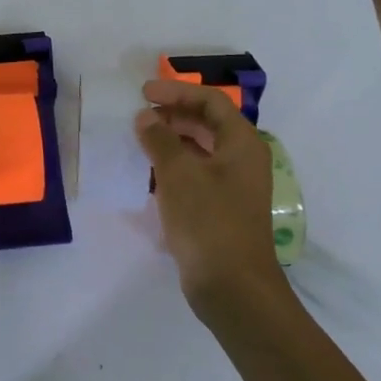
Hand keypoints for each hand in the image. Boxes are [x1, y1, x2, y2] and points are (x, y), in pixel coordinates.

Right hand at [134, 79, 293, 318]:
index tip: (144, 93)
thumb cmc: (209, 220)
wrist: (233, 288)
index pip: (210, 101)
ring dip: (170, 141)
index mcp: (241, 143)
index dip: (177, 92)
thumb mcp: (178, 173)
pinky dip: (173, 167)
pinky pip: (195, 174)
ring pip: (199, 150)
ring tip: (138, 141)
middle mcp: (241, 159)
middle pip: (206, 123)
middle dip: (172, 115)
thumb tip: (145, 117)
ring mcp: (233, 186)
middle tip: (139, 116)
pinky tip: (148, 174)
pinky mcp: (220, 209)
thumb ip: (159, 138)